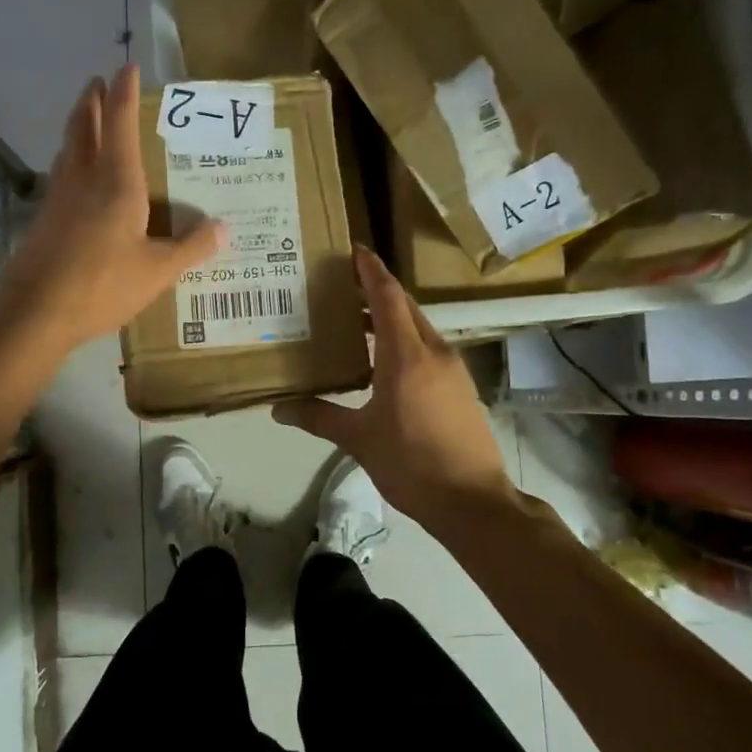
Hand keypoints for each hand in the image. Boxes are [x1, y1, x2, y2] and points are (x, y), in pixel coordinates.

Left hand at [0, 64, 224, 354]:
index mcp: (116, 182)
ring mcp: (58, 198)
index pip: (119, 123)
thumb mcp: (158, 271)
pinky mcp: (44, 219)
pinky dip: (70, 160)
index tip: (127, 68)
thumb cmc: (102, 284)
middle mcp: (84, 179)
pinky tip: (77, 178)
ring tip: (87, 121)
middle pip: (83, 127)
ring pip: (67, 149)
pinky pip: (60, 175)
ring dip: (77, 127)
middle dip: (91, 101)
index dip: (123, 93)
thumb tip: (224, 229)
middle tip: (98, 82)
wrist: (36, 311)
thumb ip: (191, 247)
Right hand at [273, 247, 517, 530]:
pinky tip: (383, 363)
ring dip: (391, 319)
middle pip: (405, 307)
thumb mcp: (359, 439)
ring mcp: (452, 369)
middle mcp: (433, 352)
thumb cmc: (411, 463)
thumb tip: (278, 409)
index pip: (387, 296)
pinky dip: (404, 342)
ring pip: (419, 329)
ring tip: (357, 322)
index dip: (370, 270)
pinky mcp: (460, 388)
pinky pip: (428, 350)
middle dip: (377, 291)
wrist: (473, 501)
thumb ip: (318, 417)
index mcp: (406, 355)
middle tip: (343, 285)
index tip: (354, 250)